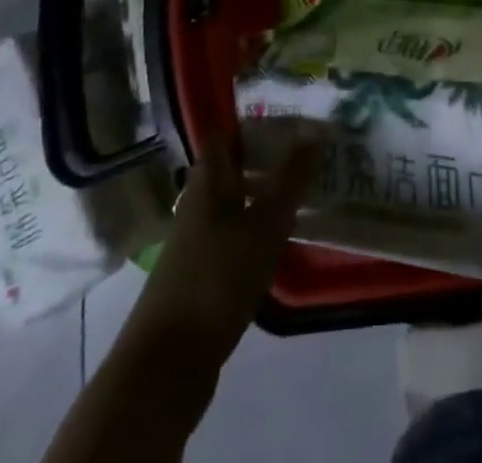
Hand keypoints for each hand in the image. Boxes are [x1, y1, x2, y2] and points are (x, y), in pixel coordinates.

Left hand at [130, 127, 318, 361]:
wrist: (166, 365)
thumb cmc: (216, 278)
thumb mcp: (264, 224)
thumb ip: (290, 178)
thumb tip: (315, 130)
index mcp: (208, 180)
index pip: (227, 133)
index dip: (256, 121)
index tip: (294, 117)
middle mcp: (199, 201)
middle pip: (234, 166)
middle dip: (269, 157)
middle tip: (311, 152)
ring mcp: (198, 238)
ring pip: (237, 200)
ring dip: (267, 192)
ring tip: (307, 190)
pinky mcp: (202, 272)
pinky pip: (235, 231)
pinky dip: (259, 226)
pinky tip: (284, 236)